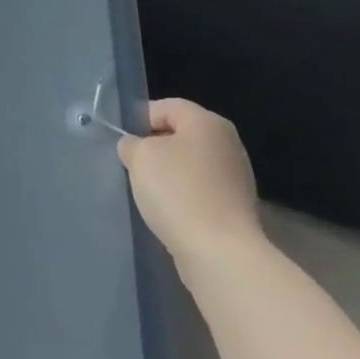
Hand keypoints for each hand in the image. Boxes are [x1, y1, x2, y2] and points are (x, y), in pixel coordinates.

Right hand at [117, 98, 264, 282]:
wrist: (219, 252)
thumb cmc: (177, 191)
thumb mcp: (140, 156)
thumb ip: (132, 143)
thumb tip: (135, 146)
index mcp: (207, 122)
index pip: (167, 106)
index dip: (140, 118)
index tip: (123, 141)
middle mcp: (228, 143)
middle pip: (181, 135)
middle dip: (155, 148)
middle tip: (132, 165)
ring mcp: (236, 177)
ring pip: (190, 164)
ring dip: (169, 174)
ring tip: (148, 192)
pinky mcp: (236, 207)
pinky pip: (201, 190)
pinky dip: (184, 196)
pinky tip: (169, 212)